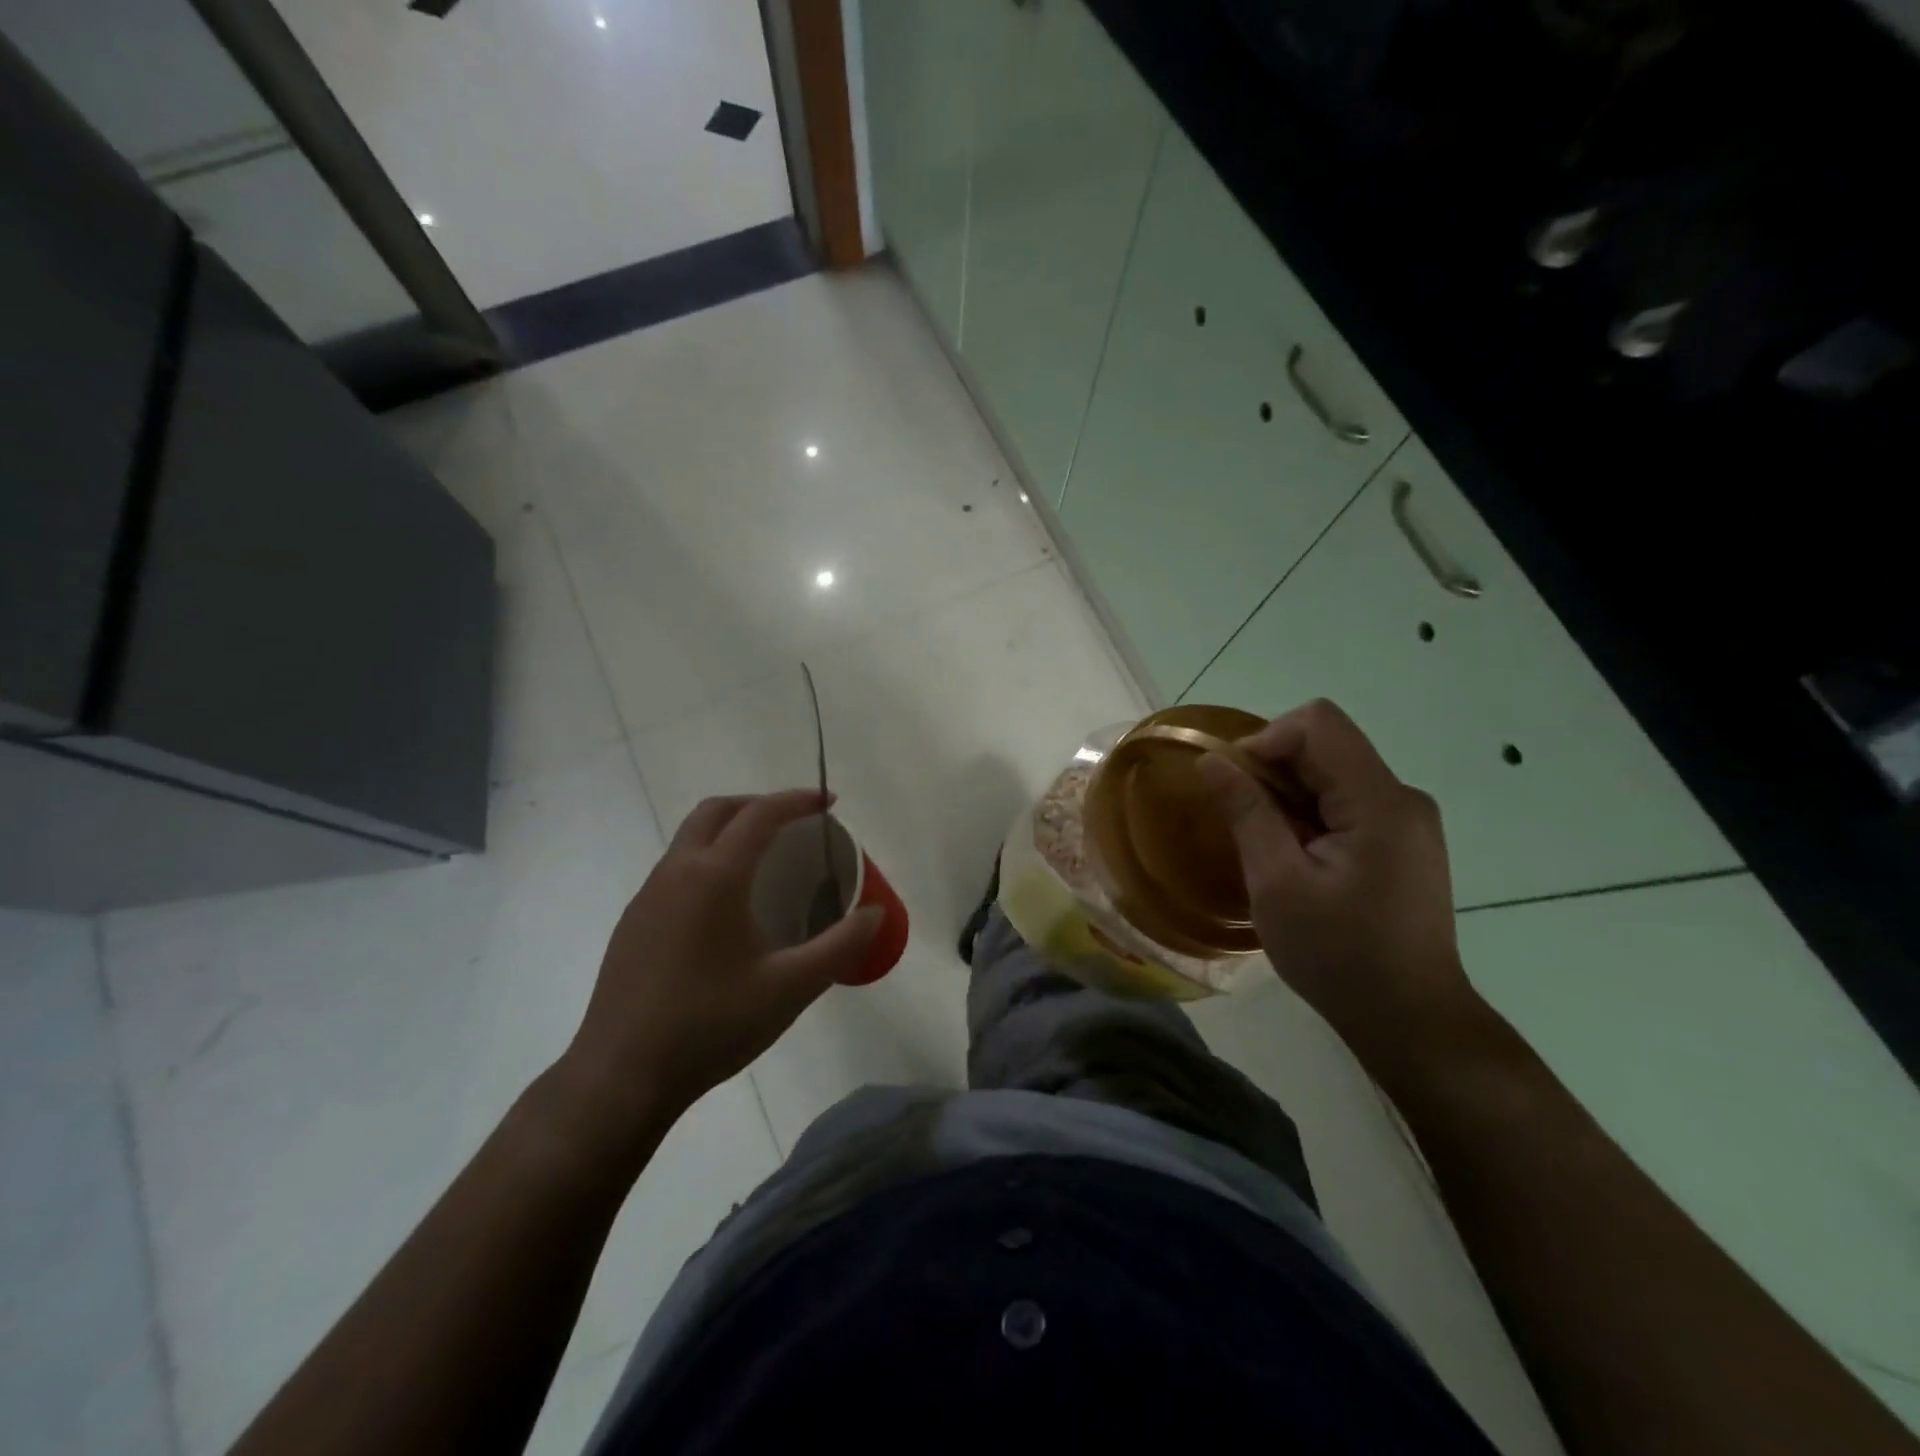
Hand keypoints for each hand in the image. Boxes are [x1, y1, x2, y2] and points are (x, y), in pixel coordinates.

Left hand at [549, 791, 881, 1155]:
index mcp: (715, 876)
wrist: (620, 1077)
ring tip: (766, 861)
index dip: (798, 800)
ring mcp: (647, 896)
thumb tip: (876, 913)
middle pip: (717, 811)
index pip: (760, 814)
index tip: (830, 803)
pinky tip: (726, 908)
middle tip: (795, 823)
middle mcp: (676, 872)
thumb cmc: (711, 1025)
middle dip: (759, 804)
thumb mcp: (791, 988)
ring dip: (729, 831)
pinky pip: (676, 869)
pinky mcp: (633, 923)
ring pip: (690, 838)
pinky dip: (708, 861)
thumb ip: (840, 946)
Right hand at [1198, 700, 1475, 1058]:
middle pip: (1326, 746)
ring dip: (1288, 796)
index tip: (1235, 786)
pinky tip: (1296, 859)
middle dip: (1273, 771)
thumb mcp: (1277, 882)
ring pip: (1333, 774)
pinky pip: (1346, 802)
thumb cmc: (1338, 954)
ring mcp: (1407, 820)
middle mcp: (1401, 798)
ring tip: (1268, 849)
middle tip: (1243, 824)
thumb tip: (1210, 760)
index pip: (1318, 724)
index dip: (1265, 740)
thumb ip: (1246, 812)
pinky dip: (1309, 815)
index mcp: (1379, 802)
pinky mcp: (1403, 841)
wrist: (1410, 1020)